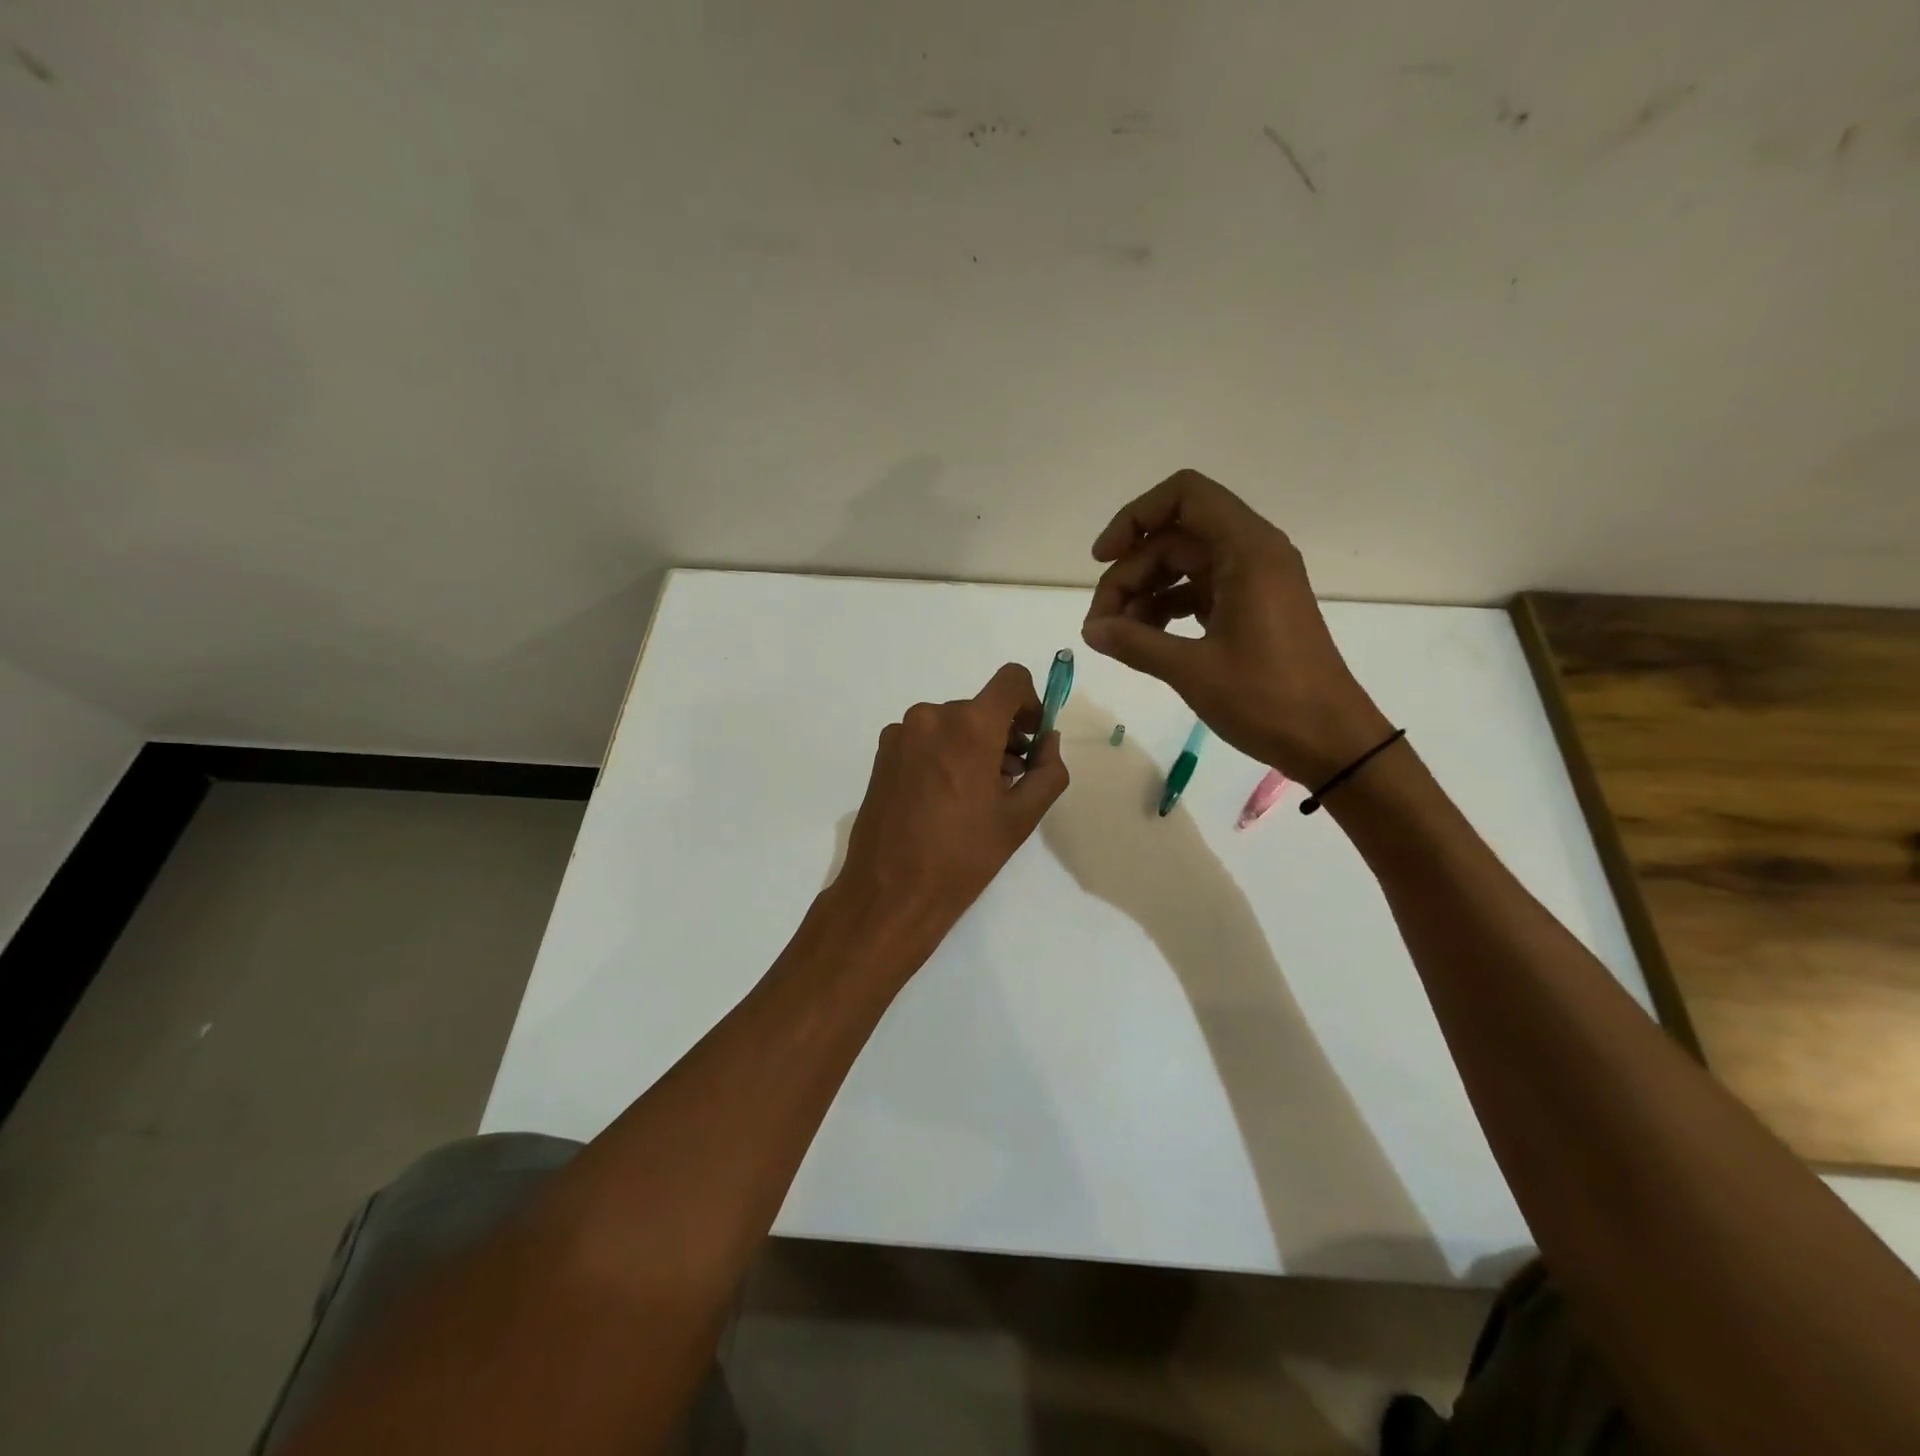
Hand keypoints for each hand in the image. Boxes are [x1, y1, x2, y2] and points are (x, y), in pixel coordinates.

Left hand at [831, 663, 1070, 946]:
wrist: (890, 892)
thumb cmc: (963, 857)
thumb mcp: (1021, 818)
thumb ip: (1048, 770)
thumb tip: (1047, 740)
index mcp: (969, 726)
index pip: (1011, 680)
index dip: (1030, 703)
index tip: (1031, 738)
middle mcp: (931, 716)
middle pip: (981, 707)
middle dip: (1002, 735)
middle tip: (1009, 779)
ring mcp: (901, 732)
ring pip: (952, 723)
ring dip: (973, 746)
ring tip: (977, 794)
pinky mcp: (883, 751)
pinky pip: (926, 738)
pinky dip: (944, 753)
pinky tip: (945, 797)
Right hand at [1080, 469, 1392, 785]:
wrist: (1330, 741)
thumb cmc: (1268, 699)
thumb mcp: (1192, 670)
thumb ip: (1135, 643)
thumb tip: (1091, 631)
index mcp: (1247, 551)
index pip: (1184, 496)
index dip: (1135, 518)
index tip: (1102, 559)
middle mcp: (1252, 554)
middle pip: (1174, 537)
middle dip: (1129, 572)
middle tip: (1101, 624)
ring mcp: (1253, 582)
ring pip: (1182, 567)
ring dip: (1143, 593)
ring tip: (1116, 637)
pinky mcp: (1252, 609)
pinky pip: (1198, 592)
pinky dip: (1166, 609)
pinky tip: (1143, 641)